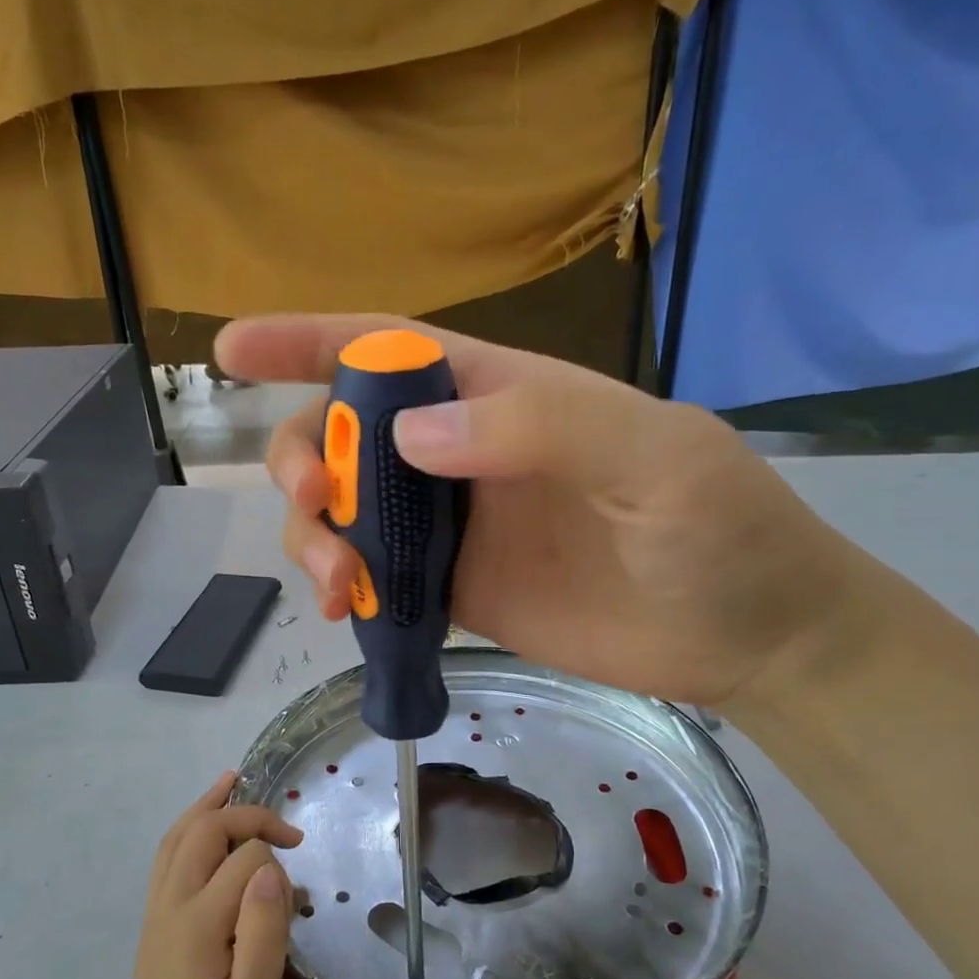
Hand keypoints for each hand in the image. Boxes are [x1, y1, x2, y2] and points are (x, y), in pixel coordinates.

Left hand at [99, 772, 300, 978]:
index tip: (303, 887)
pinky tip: (201, 834)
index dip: (278, 859)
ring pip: (175, 841)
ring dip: (205, 808)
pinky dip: (186, 833)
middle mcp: (169, 908)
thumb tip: (273, 867)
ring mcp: (154, 919)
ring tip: (231, 781)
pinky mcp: (152, 935)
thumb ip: (264, 932)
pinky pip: (165, 863)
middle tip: (289, 831)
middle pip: (203, 833)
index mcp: (197, 924)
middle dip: (246, 816)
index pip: (245, 860)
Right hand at [216, 314, 863, 707]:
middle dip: (305, 462)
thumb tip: (409, 437)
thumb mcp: (652, 456)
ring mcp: (454, 527)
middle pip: (345, 437)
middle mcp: (464, 455)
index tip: (233, 349)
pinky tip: (344, 610)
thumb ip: (539, 428)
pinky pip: (375, 578)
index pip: (389, 352)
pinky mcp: (454, 592)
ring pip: (348, 512)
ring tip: (334, 586)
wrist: (744, 635)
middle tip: (314, 507)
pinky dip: (344, 588)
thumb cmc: (719, 529)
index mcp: (503, 396)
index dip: (308, 342)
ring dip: (316, 537)